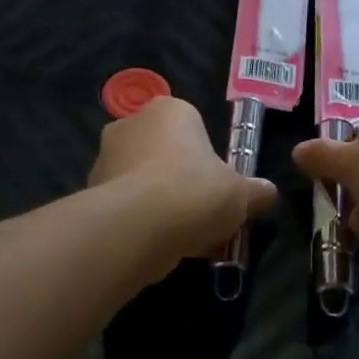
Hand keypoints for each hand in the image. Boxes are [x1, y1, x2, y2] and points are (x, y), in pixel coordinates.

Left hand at [88, 96, 276, 267]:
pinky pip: (126, 207)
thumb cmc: (195, 192)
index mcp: (169, 110)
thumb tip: (267, 192)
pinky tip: (161, 247)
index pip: (192, 126)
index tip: (218, 186)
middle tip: (203, 213)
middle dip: (180, 181)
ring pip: (143, 183)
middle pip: (164, 154)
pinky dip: (142, 224)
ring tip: (185, 238)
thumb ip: (255, 192)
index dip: (207, 158)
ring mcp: (104, 160)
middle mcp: (130, 125)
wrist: (138, 227)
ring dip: (161, 205)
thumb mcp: (241, 194)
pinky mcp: (90, 194)